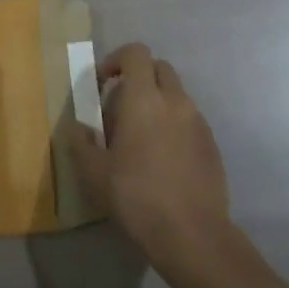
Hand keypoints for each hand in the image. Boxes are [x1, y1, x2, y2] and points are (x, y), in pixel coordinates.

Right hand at [69, 43, 232, 268]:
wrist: (192, 234)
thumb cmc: (136, 196)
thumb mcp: (94, 173)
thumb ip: (80, 142)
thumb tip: (77, 127)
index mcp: (144, 98)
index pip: (136, 53)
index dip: (116, 60)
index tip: (102, 84)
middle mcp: (175, 101)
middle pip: (158, 67)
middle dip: (137, 78)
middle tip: (119, 109)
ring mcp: (198, 121)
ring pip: (175, 94)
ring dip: (156, 102)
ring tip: (139, 138)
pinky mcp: (211, 143)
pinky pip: (188, 118)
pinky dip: (172, 124)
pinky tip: (162, 158)